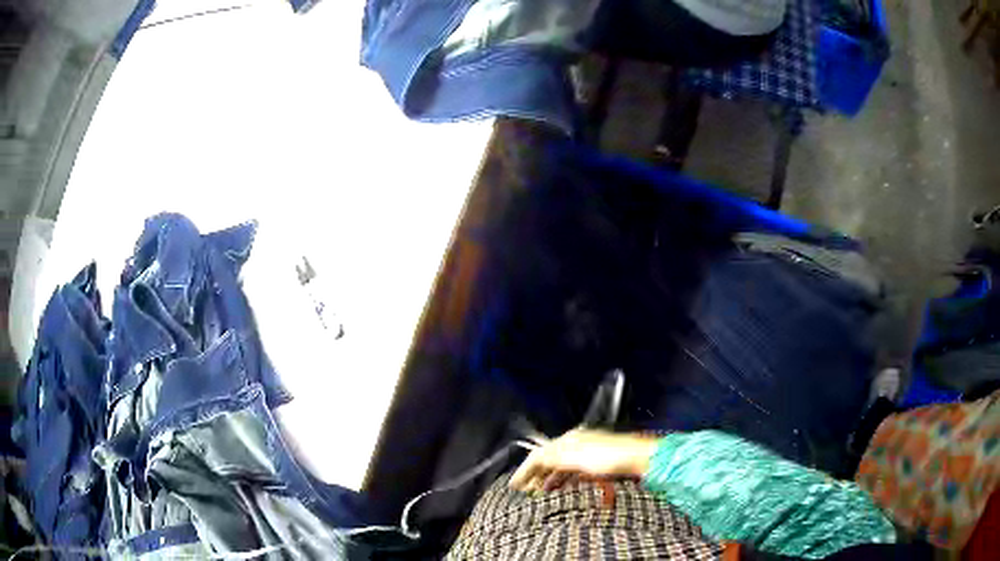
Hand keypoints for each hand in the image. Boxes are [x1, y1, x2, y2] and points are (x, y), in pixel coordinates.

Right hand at [509, 429, 657, 491]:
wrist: (640, 459)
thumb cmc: (608, 457)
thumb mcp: (576, 458)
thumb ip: (553, 459)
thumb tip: (533, 461)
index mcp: (570, 439)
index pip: (539, 454)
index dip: (524, 470)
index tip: (513, 486)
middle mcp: (577, 444)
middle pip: (549, 460)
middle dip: (535, 476)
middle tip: (524, 493)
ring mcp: (588, 454)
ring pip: (561, 468)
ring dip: (548, 481)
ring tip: (540, 496)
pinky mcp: (599, 465)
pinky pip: (573, 474)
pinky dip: (563, 483)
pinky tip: (562, 492)